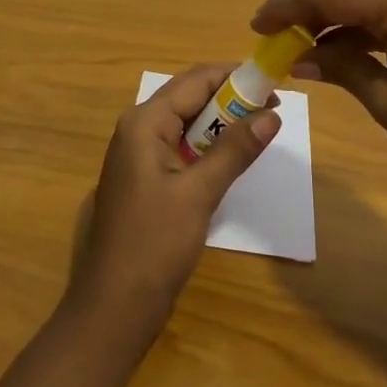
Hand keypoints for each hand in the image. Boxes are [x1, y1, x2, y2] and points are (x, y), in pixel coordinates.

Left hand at [68, 63, 280, 337]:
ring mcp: (140, 156)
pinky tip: (233, 158)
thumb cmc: (154, 245)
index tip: (273, 82)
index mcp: (144, 122)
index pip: (195, 80)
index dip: (234, 76)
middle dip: (231, 99)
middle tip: (273, 108)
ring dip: (222, 124)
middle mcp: (138, 129)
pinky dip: (209, 147)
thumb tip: (271, 115)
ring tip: (261, 128)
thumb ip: (234, 150)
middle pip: (190, 98)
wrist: (113, 309)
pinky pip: (182, 148)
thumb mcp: (199, 193)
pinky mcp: (146, 180)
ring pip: (187, 124)